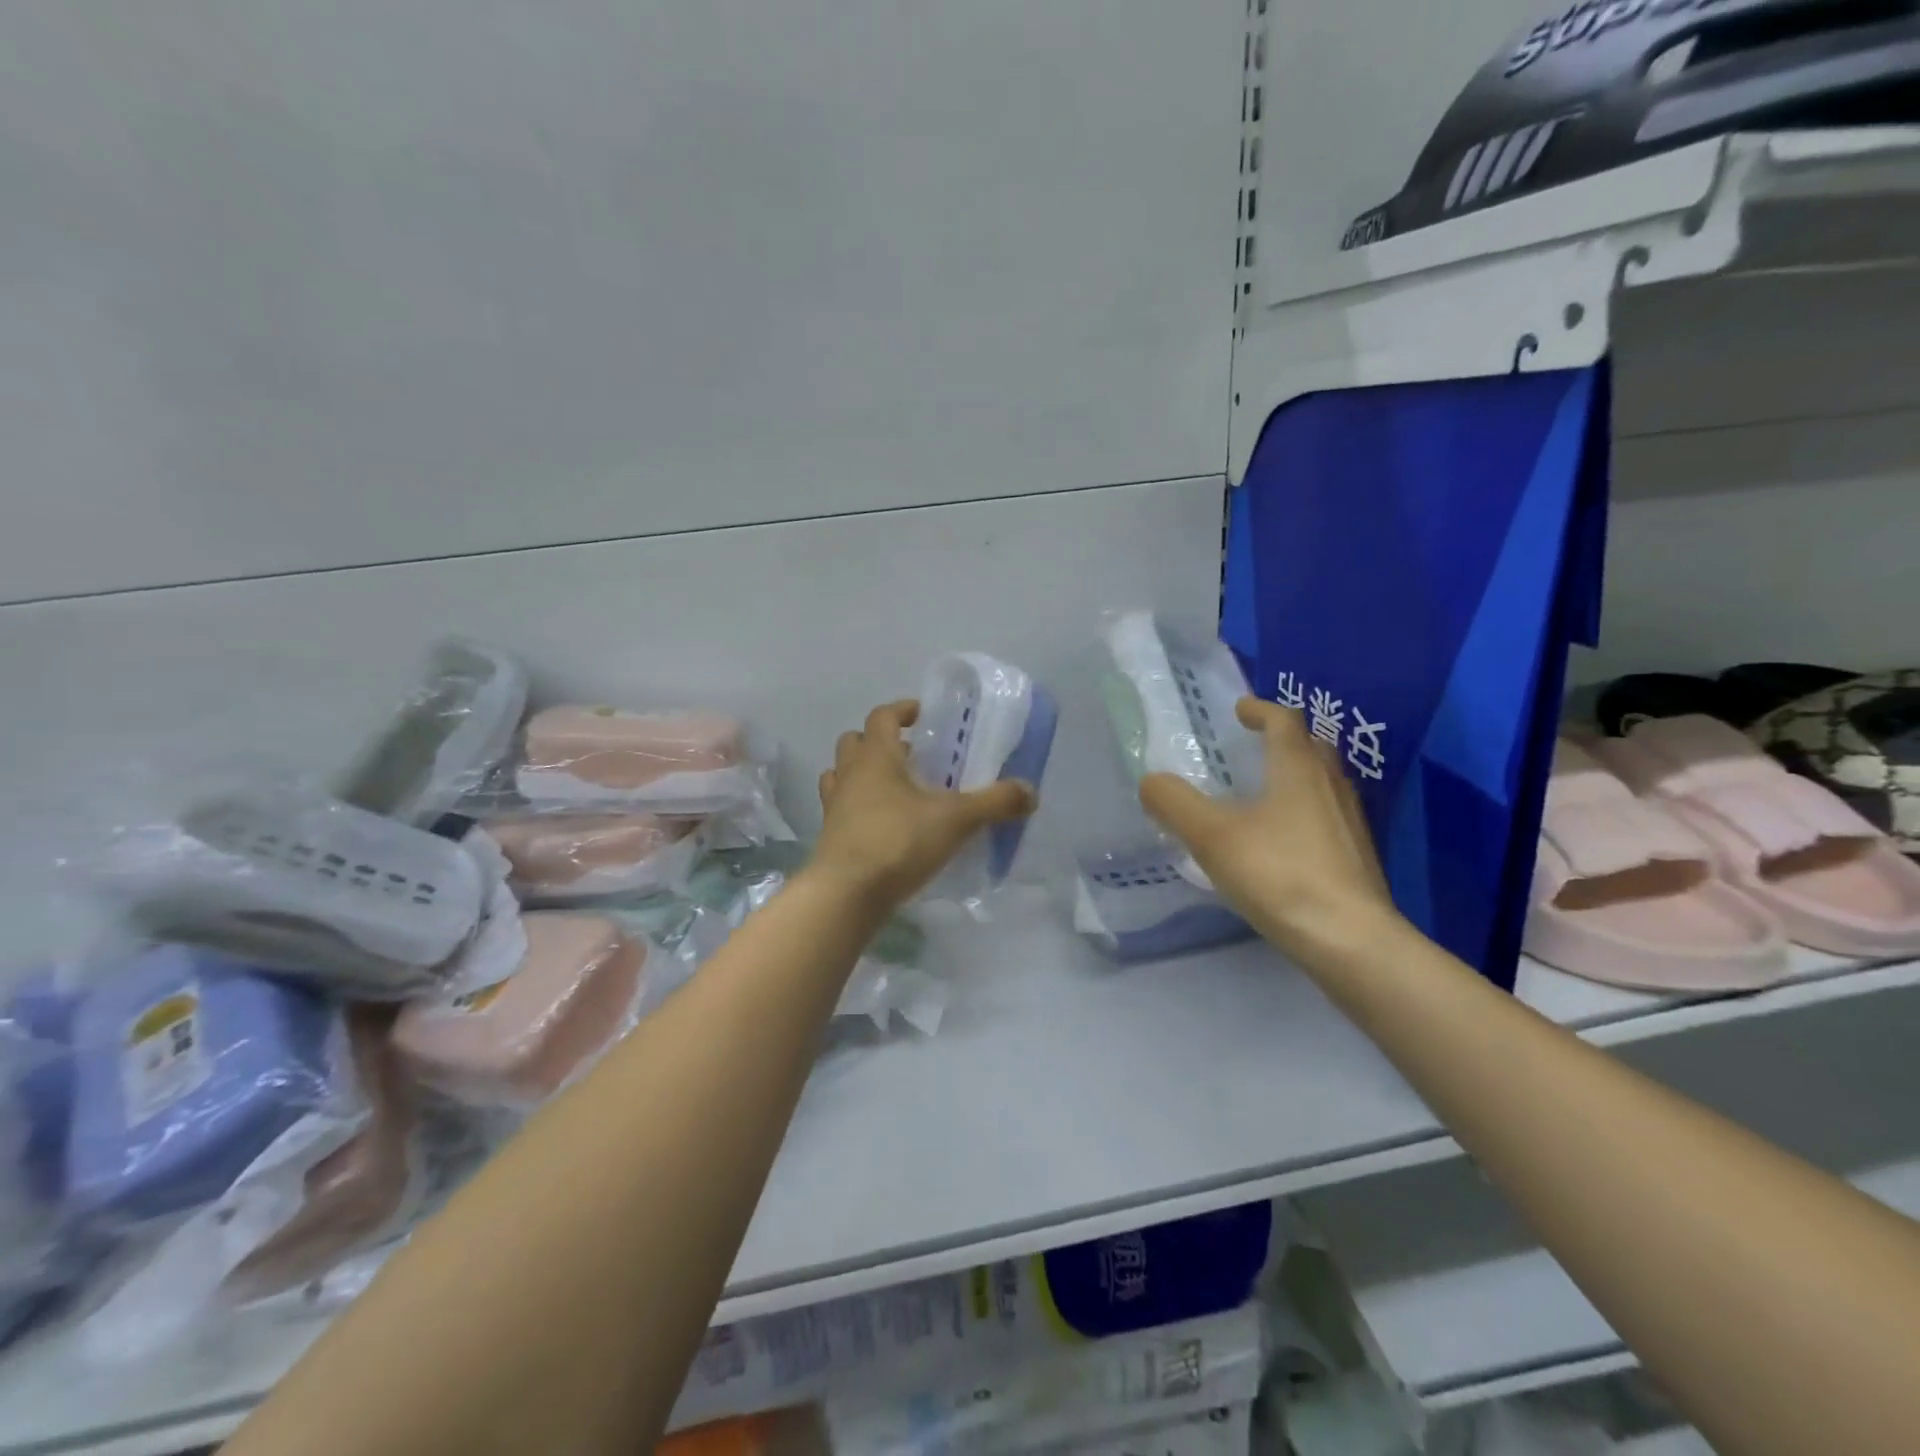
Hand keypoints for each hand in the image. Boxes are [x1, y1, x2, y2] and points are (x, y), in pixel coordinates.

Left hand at [811, 700, 1035, 913]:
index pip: (882, 716)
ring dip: (865, 775)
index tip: (924, 716)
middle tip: (913, 757)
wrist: (846, 895)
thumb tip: (1030, 791)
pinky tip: (886, 826)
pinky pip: (842, 810)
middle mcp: (849, 774)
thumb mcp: (956, 820)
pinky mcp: (830, 837)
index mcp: (875, 757)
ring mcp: (835, 807)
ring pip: (842, 775)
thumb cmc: (898, 842)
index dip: (903, 710)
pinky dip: (860, 809)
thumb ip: (994, 802)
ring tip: (898, 791)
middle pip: (856, 742)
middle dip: (882, 742)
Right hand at [1140, 698, 1401, 967]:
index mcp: (1298, 769)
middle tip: (1256, 745)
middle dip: (1284, 739)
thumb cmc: (1279, 874)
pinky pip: (1328, 817)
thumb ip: (1175, 803)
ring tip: (1266, 791)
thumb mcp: (1211, 836)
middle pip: (1312, 748)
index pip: (1284, 721)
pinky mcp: (1357, 858)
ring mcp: (1350, 823)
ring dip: (1297, 775)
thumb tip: (1150, 782)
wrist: (1349, 940)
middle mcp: (1331, 786)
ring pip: (1324, 783)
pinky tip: (1284, 840)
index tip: (1240, 709)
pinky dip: (1305, 811)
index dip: (1261, 710)